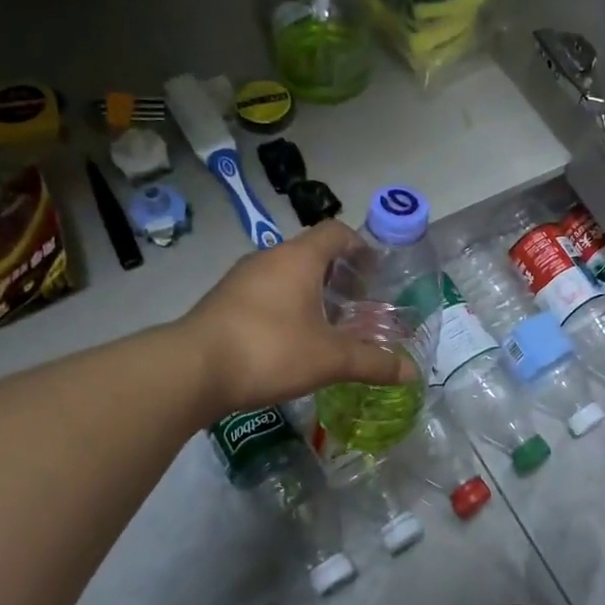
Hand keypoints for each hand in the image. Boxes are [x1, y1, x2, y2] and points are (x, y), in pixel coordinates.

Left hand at [179, 221, 416, 419]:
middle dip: (338, 275)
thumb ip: (373, 363)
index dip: (360, 246)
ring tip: (328, 325)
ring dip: (310, 293)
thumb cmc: (270, 350)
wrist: (192, 371)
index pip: (336, 232)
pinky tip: (292, 341)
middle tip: (358, 304)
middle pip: (312, 254)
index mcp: (298, 258)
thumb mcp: (330, 359)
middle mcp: (268, 259)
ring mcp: (240, 280)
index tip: (376, 271)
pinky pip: (264, 294)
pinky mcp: (222, 303)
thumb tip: (412, 373)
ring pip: (285, 275)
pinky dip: (284, 308)